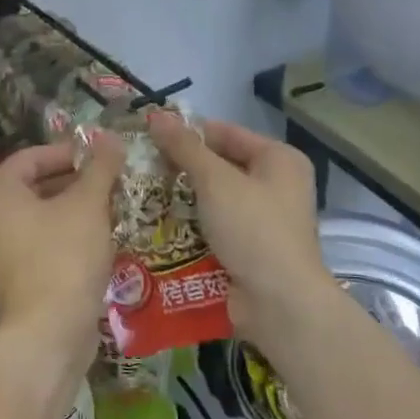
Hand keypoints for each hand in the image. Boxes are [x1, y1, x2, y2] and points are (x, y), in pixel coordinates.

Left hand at [0, 136, 124, 360]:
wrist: (49, 332)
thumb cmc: (65, 256)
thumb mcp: (88, 204)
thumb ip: (100, 167)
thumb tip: (111, 137)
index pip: (31, 157)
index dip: (68, 152)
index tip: (101, 157)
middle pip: (31, 186)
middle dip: (72, 181)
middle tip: (108, 182)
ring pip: (35, 217)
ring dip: (70, 209)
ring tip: (107, 209)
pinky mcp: (5, 280)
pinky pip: (34, 243)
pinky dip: (60, 236)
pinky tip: (93, 241)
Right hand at [145, 111, 333, 343]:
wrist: (279, 303)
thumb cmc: (252, 229)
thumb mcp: (215, 181)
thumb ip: (185, 148)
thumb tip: (156, 115)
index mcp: (278, 159)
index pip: (225, 132)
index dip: (187, 133)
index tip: (147, 138)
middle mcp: (277, 184)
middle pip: (220, 165)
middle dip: (182, 168)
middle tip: (141, 169)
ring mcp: (265, 219)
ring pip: (215, 199)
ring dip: (183, 199)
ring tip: (142, 196)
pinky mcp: (252, 249)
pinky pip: (216, 227)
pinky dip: (192, 226)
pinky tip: (160, 227)